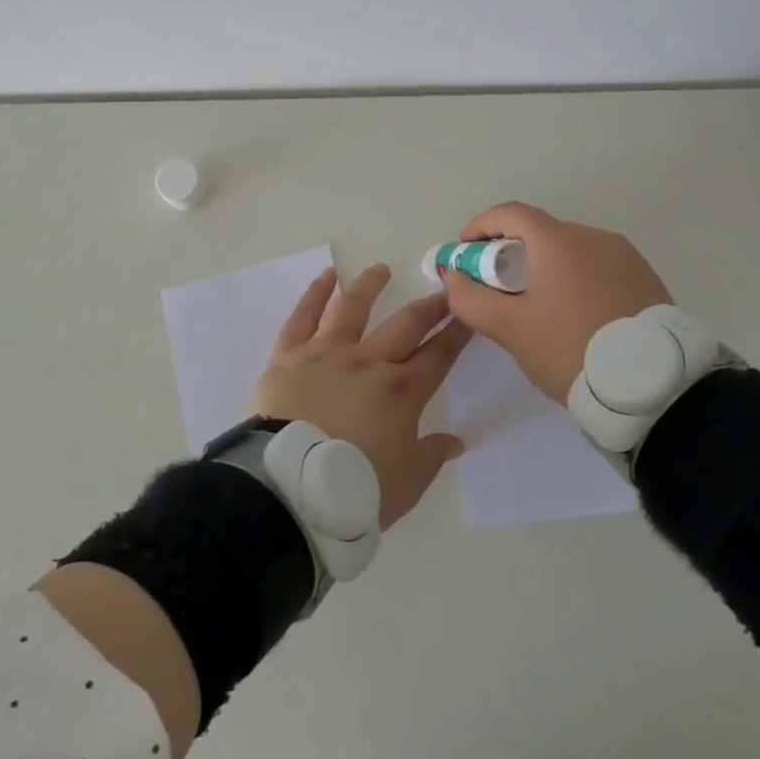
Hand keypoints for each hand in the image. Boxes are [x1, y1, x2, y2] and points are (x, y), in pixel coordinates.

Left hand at [249, 263, 472, 528]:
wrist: (289, 487)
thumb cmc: (353, 489)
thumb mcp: (406, 483)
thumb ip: (432, 456)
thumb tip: (456, 441)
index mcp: (401, 392)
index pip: (439, 355)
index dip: (457, 333)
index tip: (470, 312)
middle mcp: (368, 362)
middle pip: (406, 325)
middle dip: (429, 306)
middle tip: (444, 288)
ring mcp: (327, 353)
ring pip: (353, 309)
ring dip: (370, 286)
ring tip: (381, 269)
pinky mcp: (290, 355)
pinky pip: (303, 316)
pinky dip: (315, 293)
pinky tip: (327, 276)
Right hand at [439, 202, 671, 405]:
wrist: (654, 387)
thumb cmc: (572, 350)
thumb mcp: (511, 330)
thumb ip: (472, 299)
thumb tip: (453, 276)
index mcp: (560, 241)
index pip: (511, 213)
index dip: (481, 226)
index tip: (465, 251)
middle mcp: (594, 237)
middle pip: (541, 232)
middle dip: (511, 251)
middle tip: (496, 286)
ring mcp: (625, 256)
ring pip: (571, 250)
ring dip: (545, 266)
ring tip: (537, 305)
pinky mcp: (645, 278)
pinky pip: (598, 266)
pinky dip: (575, 277)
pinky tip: (574, 313)